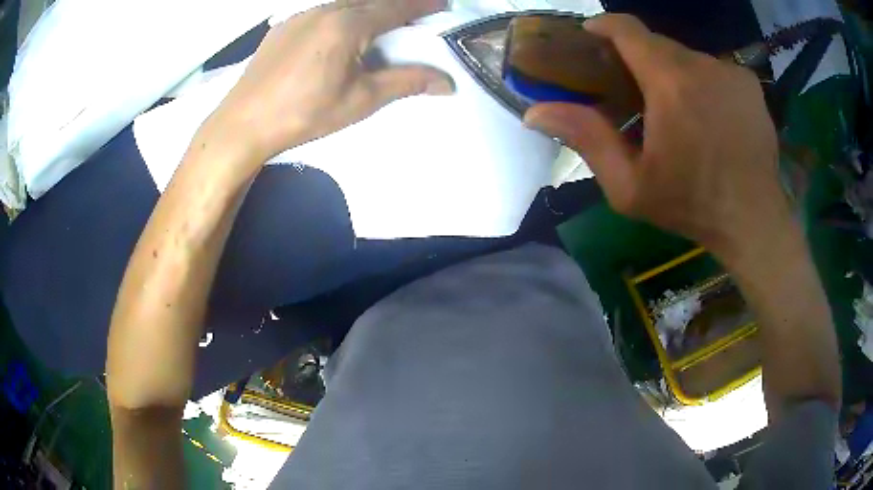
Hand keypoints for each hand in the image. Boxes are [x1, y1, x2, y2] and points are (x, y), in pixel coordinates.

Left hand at [209, 0, 454, 161]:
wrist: (244, 123)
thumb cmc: (305, 113)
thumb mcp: (361, 100)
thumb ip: (406, 82)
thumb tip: (448, 83)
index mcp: (349, 24)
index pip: (397, 6)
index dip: (424, 5)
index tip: (443, 6)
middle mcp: (326, 9)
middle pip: (372, 0)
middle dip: (398, 5)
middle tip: (414, 17)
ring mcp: (301, 14)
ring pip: (346, 3)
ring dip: (369, 9)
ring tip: (380, 26)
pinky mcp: (284, 25)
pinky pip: (323, 11)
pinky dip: (342, 15)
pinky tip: (339, 34)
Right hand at [524, 14, 785, 257]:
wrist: (754, 221)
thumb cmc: (692, 205)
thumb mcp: (630, 184)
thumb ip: (586, 139)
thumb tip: (534, 112)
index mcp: (670, 83)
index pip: (628, 29)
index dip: (605, 26)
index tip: (593, 36)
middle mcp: (702, 64)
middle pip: (658, 44)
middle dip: (641, 59)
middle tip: (636, 92)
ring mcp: (731, 71)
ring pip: (688, 57)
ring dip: (675, 74)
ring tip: (678, 112)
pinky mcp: (750, 84)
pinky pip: (716, 69)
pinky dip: (705, 83)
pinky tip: (710, 116)